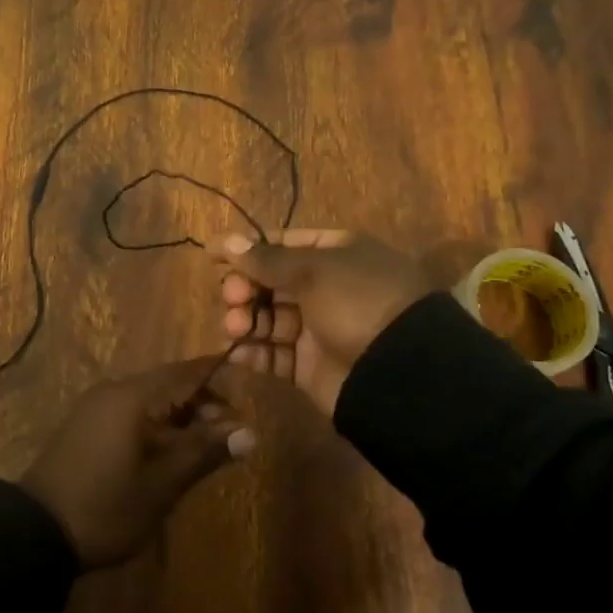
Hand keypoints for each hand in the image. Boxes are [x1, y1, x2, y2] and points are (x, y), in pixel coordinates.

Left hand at [19, 361, 255, 568]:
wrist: (37, 531)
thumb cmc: (106, 506)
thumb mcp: (162, 484)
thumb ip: (204, 452)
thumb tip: (249, 432)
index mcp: (133, 395)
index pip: (186, 371)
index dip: (219, 378)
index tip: (249, 394)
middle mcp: (114, 390)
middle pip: (169, 383)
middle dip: (203, 404)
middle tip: (231, 438)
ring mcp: (97, 406)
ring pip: (151, 399)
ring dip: (181, 417)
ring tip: (206, 450)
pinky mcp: (87, 425)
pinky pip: (132, 412)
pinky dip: (157, 425)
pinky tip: (169, 454)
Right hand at [217, 230, 432, 416]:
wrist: (400, 372)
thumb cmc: (358, 302)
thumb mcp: (313, 270)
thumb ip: (265, 259)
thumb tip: (224, 241)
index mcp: (336, 255)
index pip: (283, 244)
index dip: (248, 249)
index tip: (212, 256)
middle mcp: (326, 288)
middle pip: (271, 282)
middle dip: (245, 287)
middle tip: (232, 296)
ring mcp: (318, 329)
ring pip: (268, 319)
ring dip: (245, 319)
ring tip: (233, 325)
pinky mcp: (309, 367)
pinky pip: (274, 355)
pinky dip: (253, 351)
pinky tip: (237, 350)